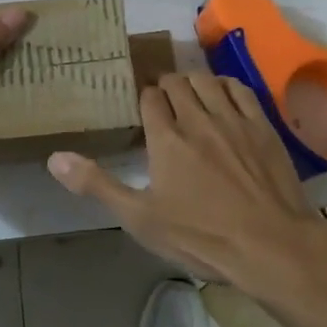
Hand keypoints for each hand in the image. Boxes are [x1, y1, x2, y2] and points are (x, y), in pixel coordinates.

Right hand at [47, 73, 326, 291]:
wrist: (271, 245)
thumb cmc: (201, 236)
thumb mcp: (141, 219)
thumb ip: (97, 185)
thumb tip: (55, 157)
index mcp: (166, 138)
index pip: (149, 98)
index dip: (144, 99)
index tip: (143, 108)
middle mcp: (197, 118)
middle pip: (177, 83)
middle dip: (166, 86)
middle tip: (164, 101)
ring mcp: (233, 119)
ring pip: (207, 81)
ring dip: (194, 81)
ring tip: (190, 93)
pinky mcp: (262, 126)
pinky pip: (241, 89)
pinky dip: (226, 85)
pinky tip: (223, 94)